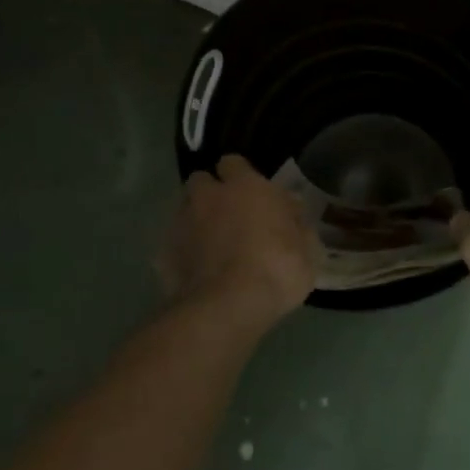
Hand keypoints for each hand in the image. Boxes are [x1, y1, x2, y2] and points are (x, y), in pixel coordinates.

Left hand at [158, 155, 317, 324]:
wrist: (228, 307)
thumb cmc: (276, 269)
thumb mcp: (307, 249)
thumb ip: (297, 223)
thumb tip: (291, 209)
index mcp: (244, 186)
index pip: (233, 162)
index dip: (239, 176)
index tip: (250, 194)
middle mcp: (208, 196)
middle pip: (201, 181)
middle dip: (211, 194)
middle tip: (228, 217)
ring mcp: (181, 223)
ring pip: (184, 210)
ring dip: (195, 220)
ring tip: (210, 246)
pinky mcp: (163, 253)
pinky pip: (172, 245)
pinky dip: (182, 253)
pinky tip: (195, 272)